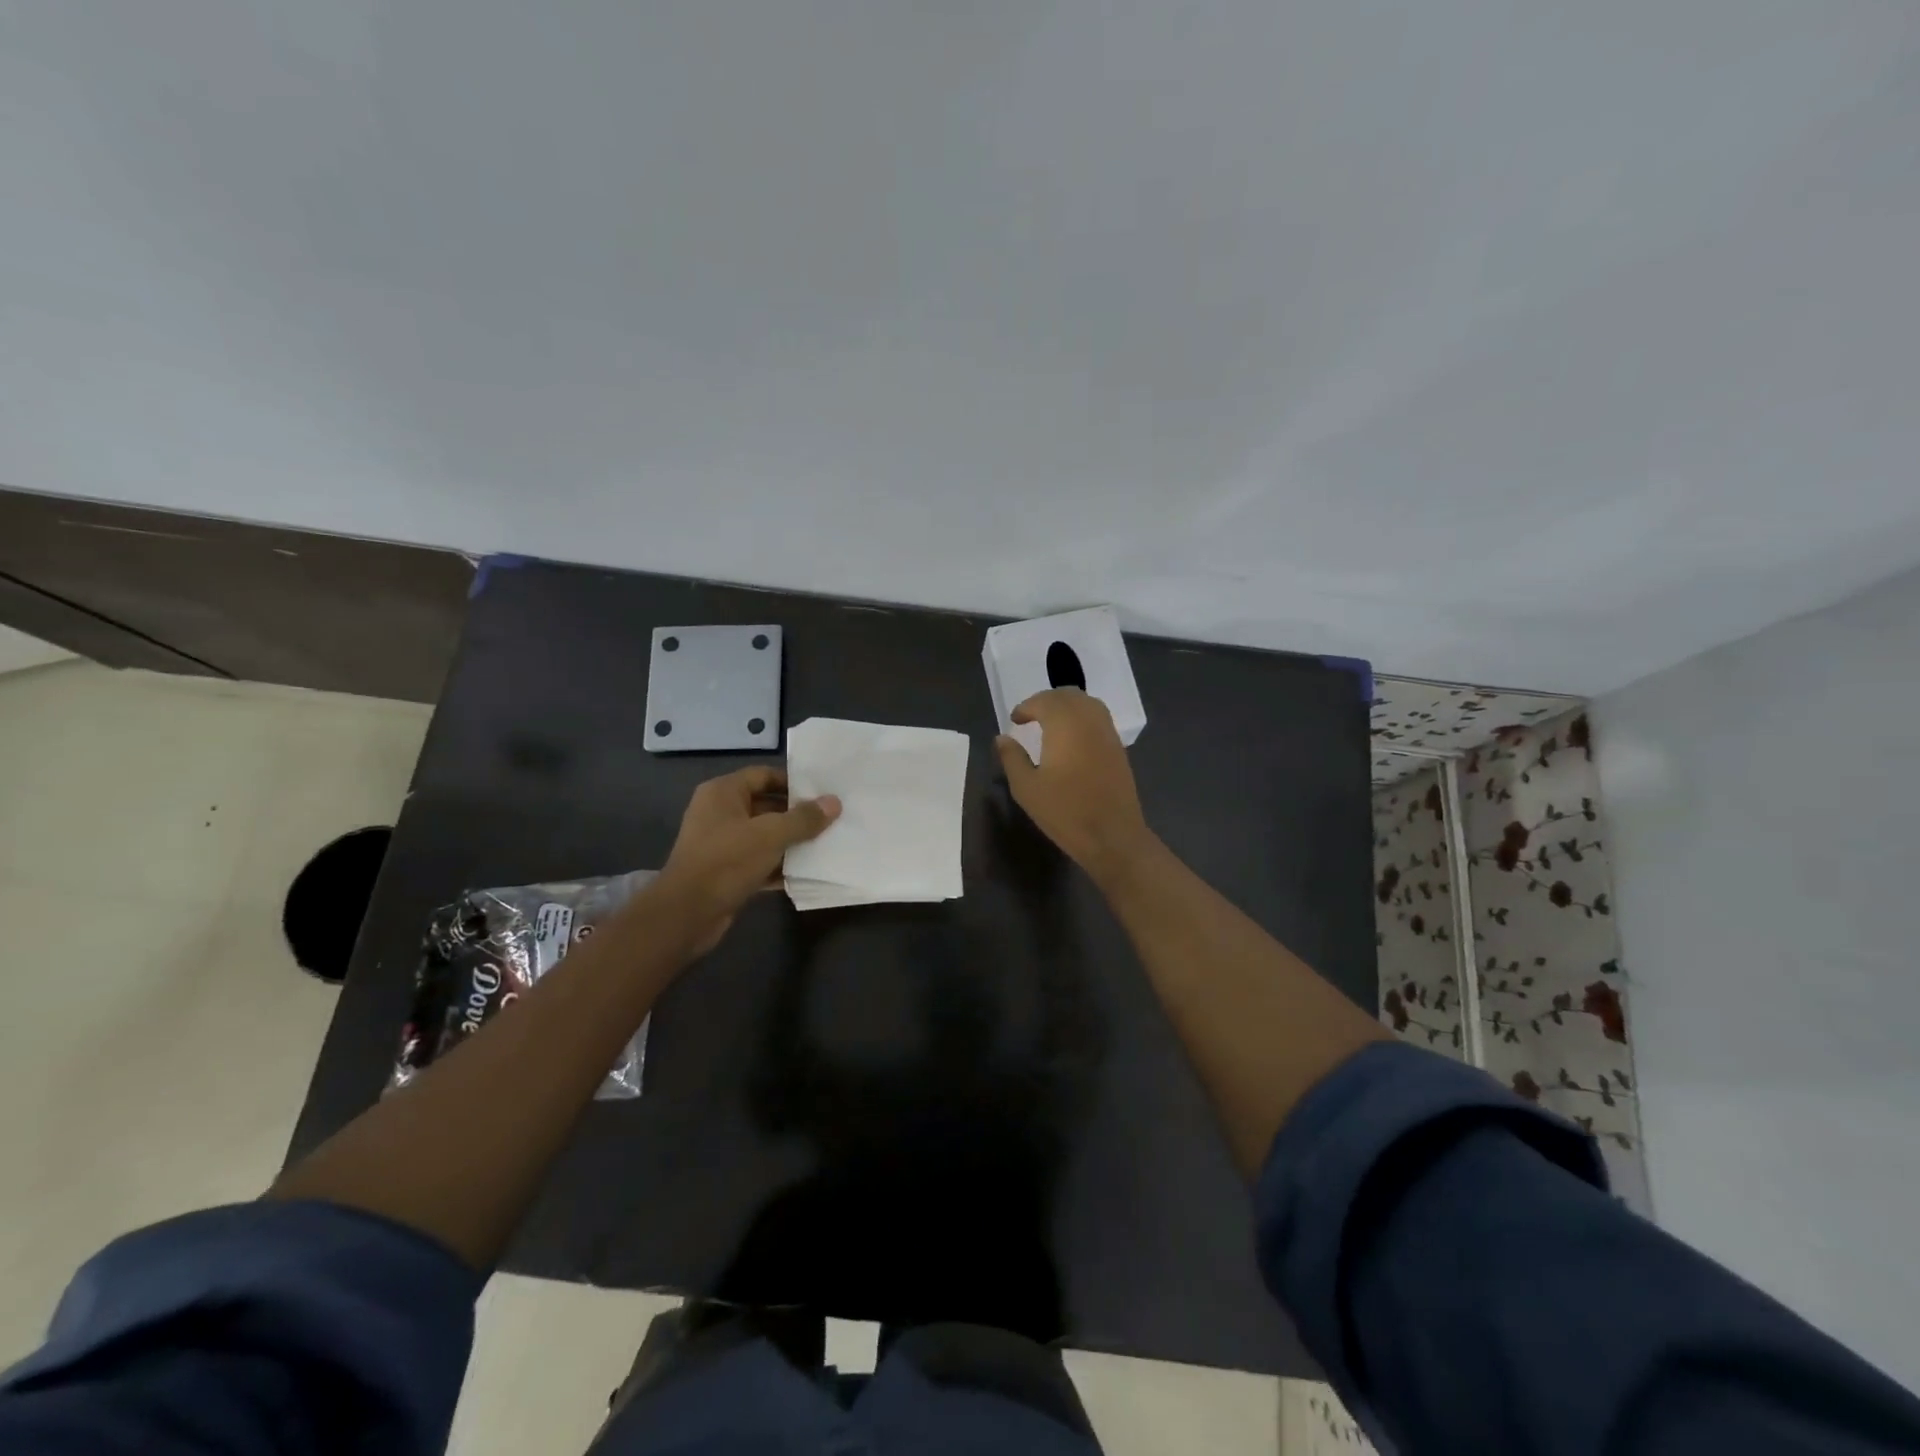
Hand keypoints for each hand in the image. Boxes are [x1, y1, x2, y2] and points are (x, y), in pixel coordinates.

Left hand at [656, 767, 840, 954]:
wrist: (687, 914)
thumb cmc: (727, 861)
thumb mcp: (771, 835)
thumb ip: (803, 818)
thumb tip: (834, 803)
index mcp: (723, 793)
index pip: (763, 775)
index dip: (793, 782)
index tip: (822, 792)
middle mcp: (719, 813)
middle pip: (765, 805)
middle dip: (796, 814)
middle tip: (830, 819)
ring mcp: (721, 844)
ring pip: (763, 836)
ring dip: (790, 841)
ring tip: (825, 843)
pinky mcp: (725, 872)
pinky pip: (758, 861)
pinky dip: (779, 865)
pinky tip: (806, 872)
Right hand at [994, 688, 1154, 880]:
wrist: (1112, 836)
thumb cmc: (1065, 812)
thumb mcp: (1026, 788)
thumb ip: (1012, 758)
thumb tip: (1002, 738)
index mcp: (1065, 725)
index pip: (1044, 701)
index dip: (1026, 706)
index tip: (1015, 720)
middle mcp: (1089, 720)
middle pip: (1068, 695)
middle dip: (1047, 700)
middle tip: (1030, 716)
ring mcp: (1108, 733)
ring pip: (1087, 704)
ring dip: (1067, 706)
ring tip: (1050, 724)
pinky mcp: (1118, 748)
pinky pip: (1099, 719)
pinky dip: (1082, 718)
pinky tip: (1072, 739)